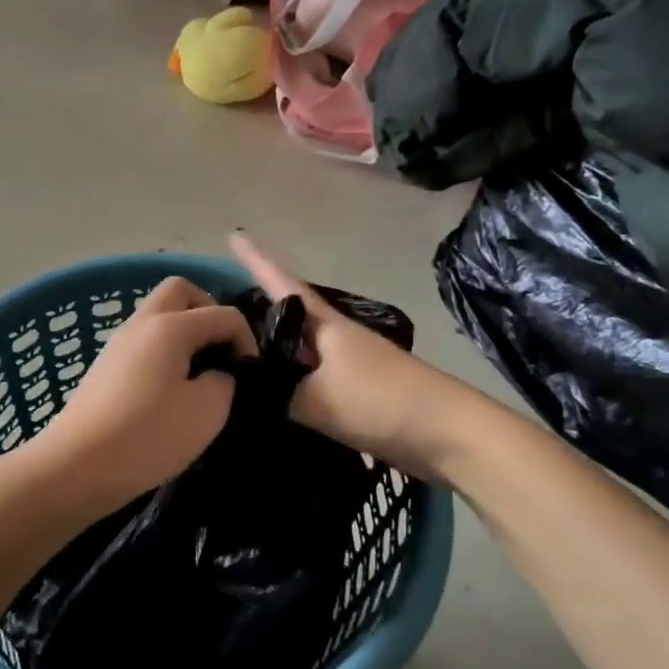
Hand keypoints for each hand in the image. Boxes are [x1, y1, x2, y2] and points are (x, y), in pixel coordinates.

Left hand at [29, 277, 255, 514]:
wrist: (78, 464)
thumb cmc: (148, 436)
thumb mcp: (206, 412)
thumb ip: (223, 381)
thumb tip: (216, 373)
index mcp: (170, 326)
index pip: (222, 313)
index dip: (246, 338)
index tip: (251, 374)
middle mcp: (142, 323)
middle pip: (180, 291)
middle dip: (208, 311)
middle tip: (222, 350)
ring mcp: (119, 342)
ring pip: (158, 315)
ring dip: (184, 331)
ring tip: (199, 373)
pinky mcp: (105, 366)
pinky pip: (144, 340)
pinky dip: (164, 350)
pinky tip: (171, 388)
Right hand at [229, 233, 440, 470]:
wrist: (448, 434)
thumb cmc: (381, 400)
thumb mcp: (316, 399)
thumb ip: (274, 394)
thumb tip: (241, 392)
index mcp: (325, 325)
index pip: (281, 283)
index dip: (257, 259)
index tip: (235, 233)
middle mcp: (334, 338)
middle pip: (288, 315)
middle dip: (256, 308)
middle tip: (219, 308)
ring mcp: (348, 365)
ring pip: (298, 350)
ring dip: (271, 348)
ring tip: (236, 351)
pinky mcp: (356, 394)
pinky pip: (309, 380)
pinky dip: (287, 382)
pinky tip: (271, 395)